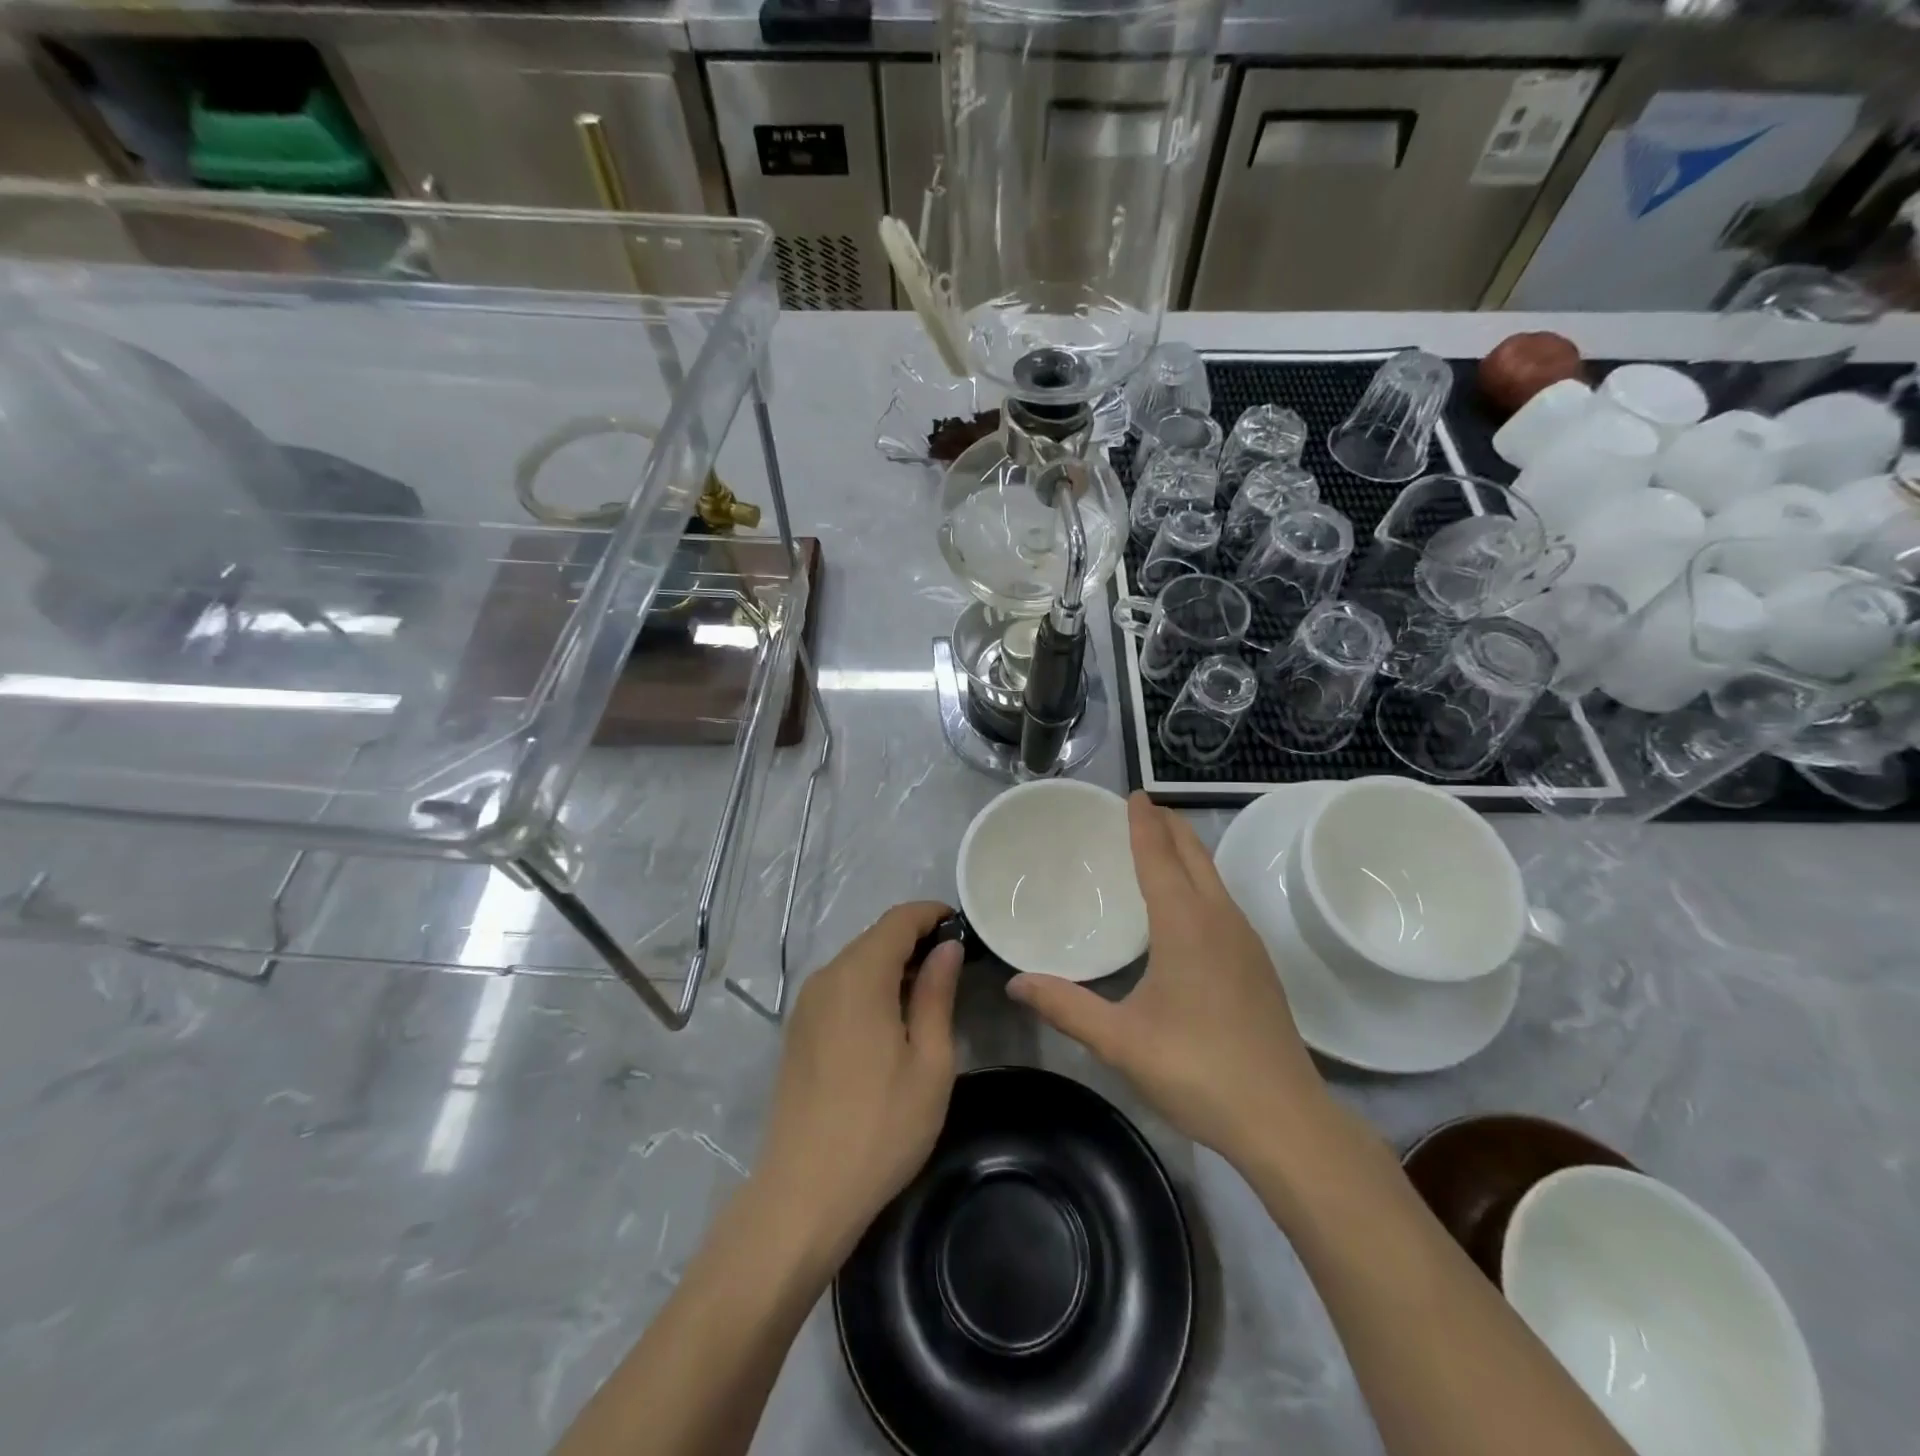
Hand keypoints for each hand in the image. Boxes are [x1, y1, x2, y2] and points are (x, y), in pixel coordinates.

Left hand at [753, 902, 962, 1266]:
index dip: (931, 914)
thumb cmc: (881, 1127)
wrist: (804, 1194)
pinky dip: (869, 986)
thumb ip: (937, 994)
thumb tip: (947, 948)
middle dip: (914, 940)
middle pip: (874, 938)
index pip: (898, 920)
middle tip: (953, 965)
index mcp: (859, 976)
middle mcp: (826, 978)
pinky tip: (890, 1020)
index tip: (962, 926)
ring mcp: (806, 1005)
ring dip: (892, 964)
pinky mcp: (797, 1030)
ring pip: (855, 962)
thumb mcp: (929, 1061)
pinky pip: (839, 988)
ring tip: (929, 993)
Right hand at [1006, 793, 1327, 1167]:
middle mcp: (1220, 919)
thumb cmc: (1197, 1069)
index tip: (1134, 794)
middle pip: (1194, 855)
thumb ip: (1066, 1007)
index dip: (1144, 823)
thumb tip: (1014, 983)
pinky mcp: (1258, 964)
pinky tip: (1188, 907)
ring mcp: (1246, 941)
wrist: (1284, 1119)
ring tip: (1160, 846)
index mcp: (1185, 925)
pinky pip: (1223, 901)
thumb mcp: (1121, 1041)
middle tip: (1143, 808)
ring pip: (1214, 877)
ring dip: (1187, 852)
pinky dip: (1200, 881)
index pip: (1160, 856)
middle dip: (1169, 825)